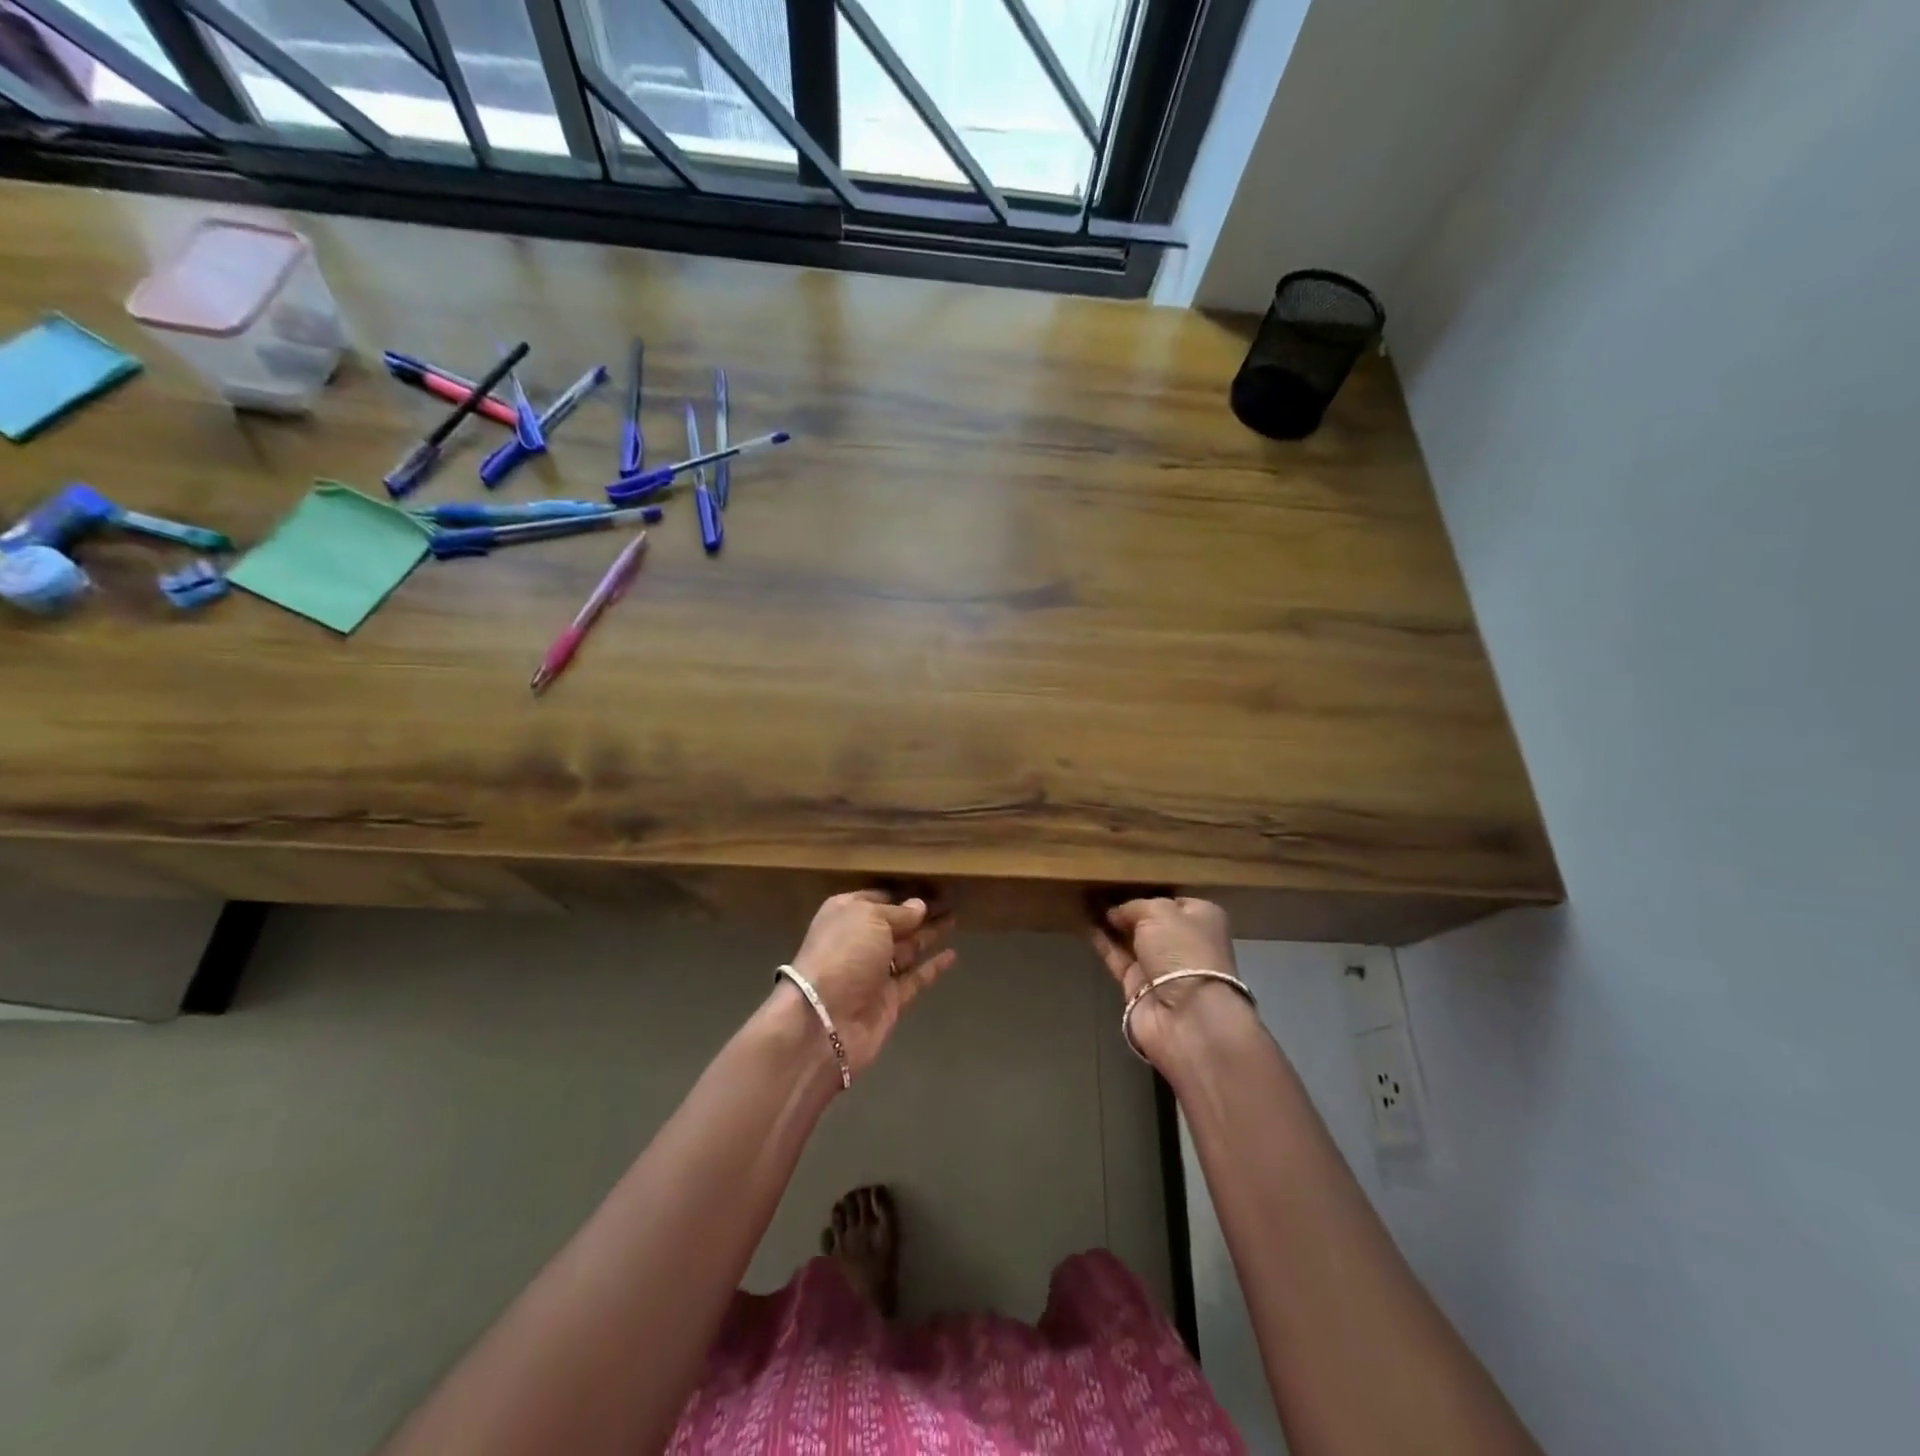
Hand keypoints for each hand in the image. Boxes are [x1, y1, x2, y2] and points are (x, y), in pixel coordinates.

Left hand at [781, 891, 956, 1078]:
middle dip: (921, 913)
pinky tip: (952, 954)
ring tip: (956, 919)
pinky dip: (933, 968)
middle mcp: (860, 941)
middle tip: (952, 899)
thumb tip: (919, 906)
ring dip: (930, 935)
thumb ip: (898, 913)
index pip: (879, 898)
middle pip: (896, 924)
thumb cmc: (843, 954)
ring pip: (908, 949)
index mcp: (847, 914)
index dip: (904, 893)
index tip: (932, 884)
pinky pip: (915, 979)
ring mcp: (875, 973)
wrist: (824, 1020)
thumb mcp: (869, 919)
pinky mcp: (890, 1001)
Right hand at [1090, 897, 1256, 1069]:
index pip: (1174, 900)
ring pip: (1131, 939)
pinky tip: (1084, 924)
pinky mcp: (1138, 985)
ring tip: (1084, 901)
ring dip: (1111, 924)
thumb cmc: (1182, 950)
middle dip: (1128, 908)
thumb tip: (1115, 913)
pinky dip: (1102, 942)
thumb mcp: (1159, 912)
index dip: (1150, 891)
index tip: (1124, 881)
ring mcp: (1161, 966)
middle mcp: (1184, 941)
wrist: (1185, 1014)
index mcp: (1202, 919)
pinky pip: (1117, 957)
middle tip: (1098, 888)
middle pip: (1151, 921)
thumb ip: (1134, 906)